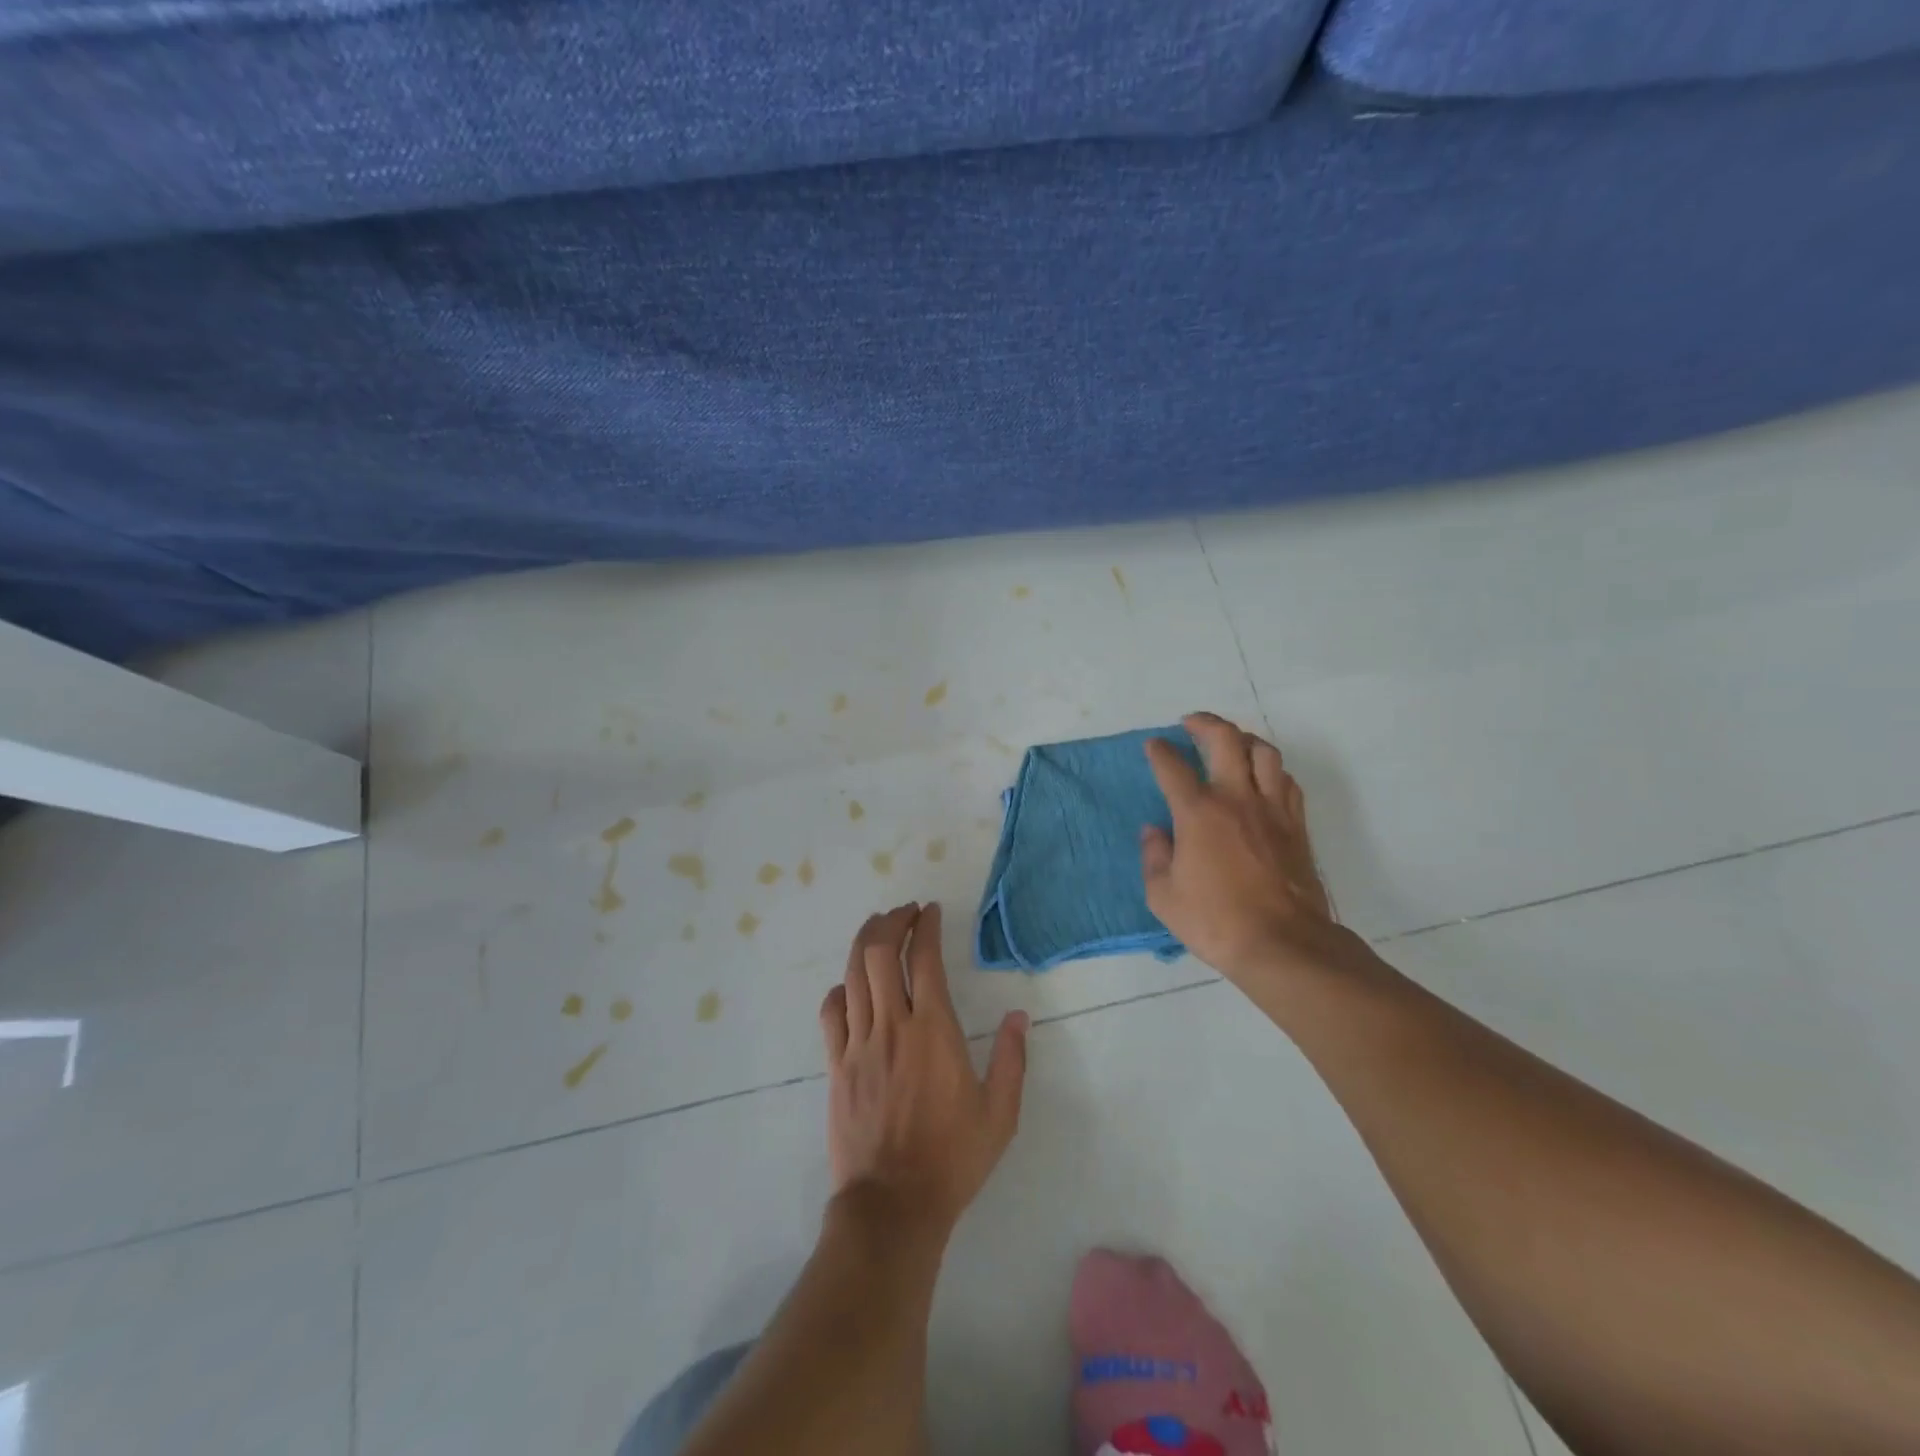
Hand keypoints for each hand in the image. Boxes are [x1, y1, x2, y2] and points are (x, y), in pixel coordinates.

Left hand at [818, 902, 1028, 1237]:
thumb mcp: (1000, 1114)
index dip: (926, 926)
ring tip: (878, 930)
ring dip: (864, 943)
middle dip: (890, 921)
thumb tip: (1020, 1015)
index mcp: (934, 1031)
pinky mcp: (837, 1065)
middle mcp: (892, 1026)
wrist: (893, 1205)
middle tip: (904, 913)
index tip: (930, 911)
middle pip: (879, 953)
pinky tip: (851, 986)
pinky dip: (841, 989)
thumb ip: (1013, 1059)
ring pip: (853, 974)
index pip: (924, 958)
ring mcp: (859, 1044)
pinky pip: (831, 1012)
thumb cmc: (952, 1158)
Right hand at [1141, 712, 1351, 988]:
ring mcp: (1272, 809)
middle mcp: (1236, 798)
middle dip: (1205, 723)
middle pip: (1225, 740)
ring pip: (1264, 752)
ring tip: (1231, 743)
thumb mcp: (1163, 896)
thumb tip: (1154, 832)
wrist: (1283, 944)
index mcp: (1198, 812)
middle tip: (1190, 722)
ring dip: (1244, 739)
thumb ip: (1154, 857)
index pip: (1173, 767)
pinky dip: (1271, 770)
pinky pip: (1286, 781)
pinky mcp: (1296, 826)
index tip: (1154, 745)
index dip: (1160, 751)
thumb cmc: (1215, 921)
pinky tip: (1263, 779)